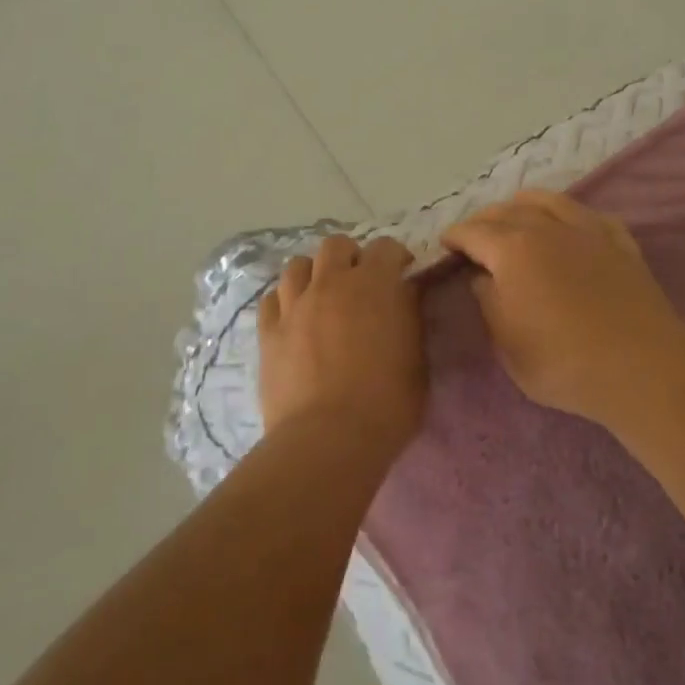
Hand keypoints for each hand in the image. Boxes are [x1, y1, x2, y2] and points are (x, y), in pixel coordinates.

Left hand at [258, 234, 424, 455]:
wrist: (328, 438)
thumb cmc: (386, 402)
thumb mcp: (416, 358)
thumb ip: (408, 318)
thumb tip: (402, 297)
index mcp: (374, 285)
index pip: (385, 247)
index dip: (395, 256)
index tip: (402, 271)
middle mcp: (331, 283)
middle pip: (335, 246)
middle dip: (350, 256)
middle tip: (359, 281)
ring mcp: (294, 306)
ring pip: (297, 266)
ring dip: (313, 273)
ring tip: (322, 295)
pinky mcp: (268, 333)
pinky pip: (271, 300)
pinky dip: (284, 301)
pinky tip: (293, 318)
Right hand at [441, 191, 684, 426]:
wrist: (642, 366)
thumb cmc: (563, 362)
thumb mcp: (507, 344)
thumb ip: (489, 302)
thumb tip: (484, 277)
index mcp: (512, 250)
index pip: (473, 232)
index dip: (454, 236)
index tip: (444, 243)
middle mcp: (546, 228)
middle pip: (507, 210)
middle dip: (484, 219)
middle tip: (474, 234)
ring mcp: (587, 230)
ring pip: (548, 200)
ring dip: (523, 204)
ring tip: (515, 213)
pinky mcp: (619, 241)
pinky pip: (587, 214)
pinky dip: (568, 213)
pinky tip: (568, 224)